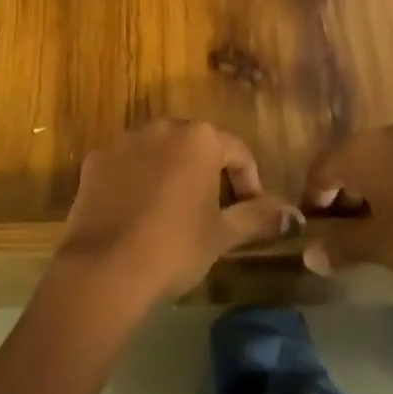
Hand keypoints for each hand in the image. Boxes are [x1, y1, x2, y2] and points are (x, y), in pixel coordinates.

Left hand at [54, 121, 299, 308]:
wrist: (106, 266)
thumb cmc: (176, 247)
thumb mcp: (222, 235)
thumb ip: (258, 217)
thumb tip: (295, 216)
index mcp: (200, 138)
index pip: (237, 152)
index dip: (248, 181)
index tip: (249, 211)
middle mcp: (164, 126)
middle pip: (195, 144)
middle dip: (207, 171)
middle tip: (212, 210)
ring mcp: (126, 139)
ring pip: (159, 150)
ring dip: (170, 171)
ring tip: (173, 211)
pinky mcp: (97, 157)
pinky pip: (126, 163)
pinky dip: (136, 179)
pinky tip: (136, 213)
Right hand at [299, 126, 392, 282]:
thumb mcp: (382, 246)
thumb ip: (340, 246)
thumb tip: (307, 253)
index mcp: (358, 151)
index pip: (317, 173)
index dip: (312, 206)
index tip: (316, 239)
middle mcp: (379, 134)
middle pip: (344, 163)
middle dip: (339, 199)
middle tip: (344, 238)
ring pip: (373, 163)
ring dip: (366, 193)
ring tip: (377, 231)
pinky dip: (392, 187)